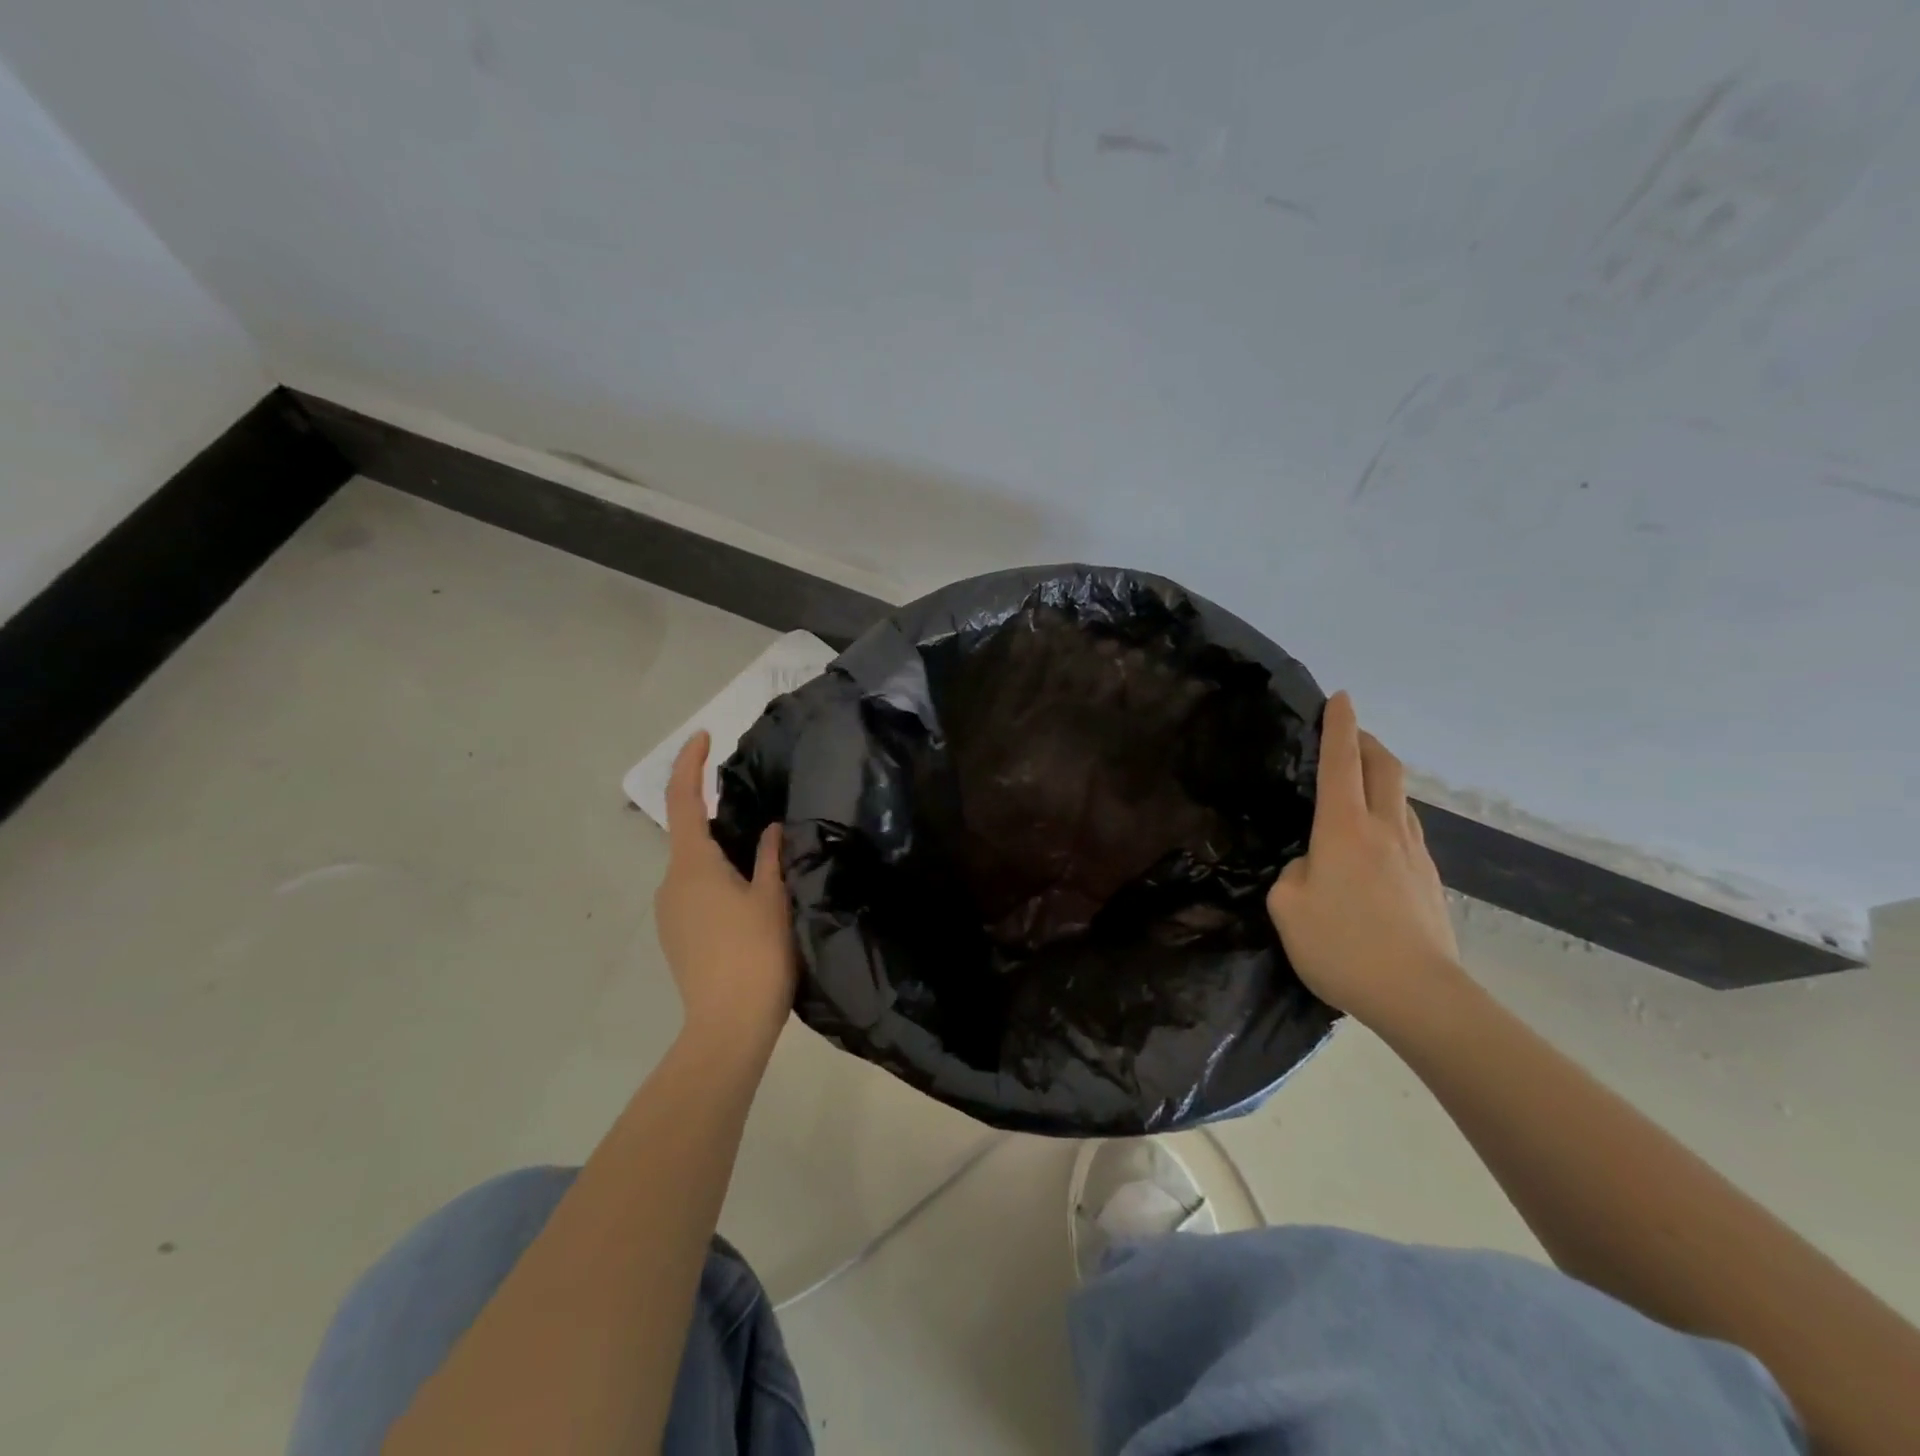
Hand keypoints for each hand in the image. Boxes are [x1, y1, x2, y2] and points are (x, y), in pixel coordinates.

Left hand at [654, 732, 797, 1054]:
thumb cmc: (755, 954)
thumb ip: (770, 855)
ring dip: (723, 853)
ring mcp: (669, 913)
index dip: (689, 764)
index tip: (704, 736)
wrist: (727, 1027)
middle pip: (691, 835)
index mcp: (692, 865)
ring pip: (695, 866)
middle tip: (762, 811)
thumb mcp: (773, 897)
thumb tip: (770, 827)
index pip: (683, 800)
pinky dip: (719, 880)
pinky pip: (696, 891)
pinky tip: (750, 898)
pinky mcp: (677, 936)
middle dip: (720, 816)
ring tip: (766, 859)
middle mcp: (671, 884)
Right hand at [1266, 692, 1462, 1028]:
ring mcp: (1414, 854)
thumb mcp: (1287, 907)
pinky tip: (1376, 842)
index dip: (1340, 726)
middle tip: (1351, 734)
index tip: (1340, 697)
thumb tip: (1311, 867)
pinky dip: (1390, 816)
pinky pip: (1407, 831)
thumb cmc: (1342, 945)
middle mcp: (1384, 829)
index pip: (1342, 762)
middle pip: (1385, 768)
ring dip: (1382, 779)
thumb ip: (1293, 874)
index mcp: (1344, 828)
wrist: (1420, 995)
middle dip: (1368, 742)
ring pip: (1400, 799)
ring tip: (1361, 786)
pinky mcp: (1430, 881)